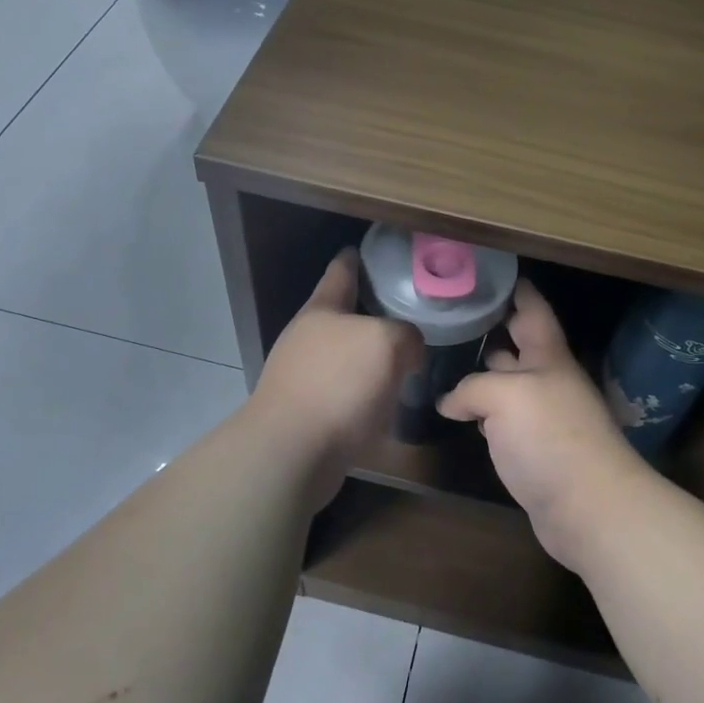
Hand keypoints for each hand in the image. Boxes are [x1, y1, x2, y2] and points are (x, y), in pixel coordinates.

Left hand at [248, 248, 421, 506]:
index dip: (357, 258)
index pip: (341, 271)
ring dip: (372, 356)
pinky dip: (366, 391)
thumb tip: (408, 350)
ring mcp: (304, 375)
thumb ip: (405, 334)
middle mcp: (308, 337)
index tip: (371, 250)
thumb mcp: (387, 342)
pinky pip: (346, 391)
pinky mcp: (309, 412)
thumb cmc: (338, 383)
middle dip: (373, 312)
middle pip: (344, 315)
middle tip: (410, 311)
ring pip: (347, 355)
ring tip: (407, 357)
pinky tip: (389, 400)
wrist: (293, 451)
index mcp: (322, 309)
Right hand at [437, 280, 652, 571]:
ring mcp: (543, 417)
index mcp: (549, 356)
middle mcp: (548, 381)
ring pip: (508, 384)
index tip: (488, 271)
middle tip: (452, 317)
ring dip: (483, 374)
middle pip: (519, 345)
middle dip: (491, 329)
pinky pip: (504, 421)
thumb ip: (472, 388)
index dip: (514, 288)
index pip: (532, 308)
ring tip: (446, 361)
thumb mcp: (505, 396)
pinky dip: (483, 413)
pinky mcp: (534, 451)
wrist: (589, 507)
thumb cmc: (551, 437)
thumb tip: (449, 402)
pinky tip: (460, 413)